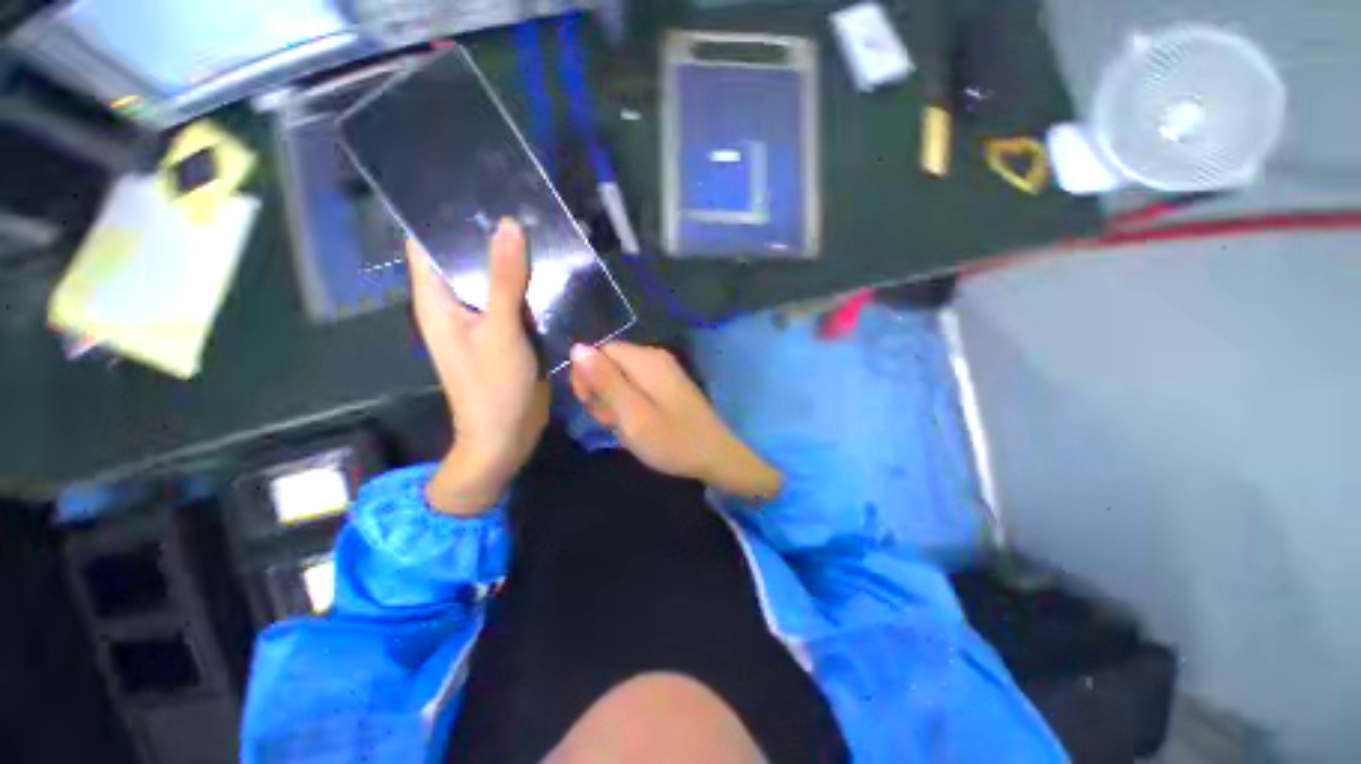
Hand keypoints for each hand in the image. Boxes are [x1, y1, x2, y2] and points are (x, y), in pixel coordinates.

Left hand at [408, 219, 549, 513]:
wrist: (507, 434)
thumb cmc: (492, 386)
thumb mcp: (500, 331)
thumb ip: (504, 280)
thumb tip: (509, 226)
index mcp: (436, 299)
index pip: (428, 242)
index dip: (446, 214)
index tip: (476, 185)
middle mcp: (455, 303)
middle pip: (466, 257)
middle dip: (489, 233)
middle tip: (522, 201)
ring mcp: (482, 318)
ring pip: (494, 277)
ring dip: (513, 259)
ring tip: (543, 228)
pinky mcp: (506, 332)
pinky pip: (513, 298)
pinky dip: (529, 284)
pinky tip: (553, 270)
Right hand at [568, 342, 782, 499]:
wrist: (715, 457)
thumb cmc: (672, 440)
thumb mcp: (631, 414)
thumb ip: (604, 381)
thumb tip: (577, 347)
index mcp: (645, 359)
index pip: (598, 351)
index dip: (587, 377)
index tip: (592, 406)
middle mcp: (654, 358)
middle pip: (609, 364)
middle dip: (602, 393)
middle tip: (614, 421)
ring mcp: (663, 373)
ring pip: (620, 380)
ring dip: (615, 404)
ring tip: (627, 428)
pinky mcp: (667, 387)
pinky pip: (636, 390)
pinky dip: (630, 408)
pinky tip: (638, 426)